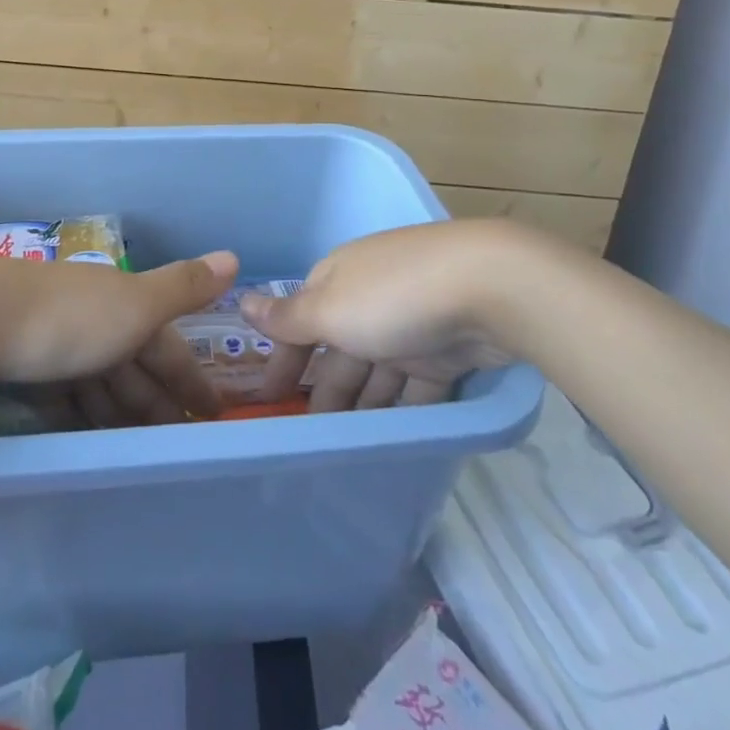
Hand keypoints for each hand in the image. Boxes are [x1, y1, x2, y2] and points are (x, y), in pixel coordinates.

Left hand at [0, 250, 238, 424]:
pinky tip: (84, 436)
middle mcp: (93, 315)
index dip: (191, 377)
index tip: (212, 413)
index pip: (167, 345)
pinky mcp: (22, 361)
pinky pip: (64, 393)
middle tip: (179, 444)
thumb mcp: (136, 304)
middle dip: (158, 400)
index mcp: (124, 303)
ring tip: (139, 451)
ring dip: (121, 411)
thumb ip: (184, 287)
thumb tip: (235, 256)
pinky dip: (80, 413)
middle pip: (134, 364)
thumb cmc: (67, 317)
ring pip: (100, 380)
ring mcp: (55, 338)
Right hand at [241, 219, 565, 411]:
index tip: (269, 400)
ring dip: (361, 405)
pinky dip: (402, 410)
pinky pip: (415, 386)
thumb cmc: (392, 296)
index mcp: (337, 279)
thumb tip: (242, 300)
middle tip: (307, 440)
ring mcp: (409, 322)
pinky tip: (390, 441)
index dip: (284, 360)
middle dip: (323, 391)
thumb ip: (287, 316)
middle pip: (338, 349)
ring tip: (344, 450)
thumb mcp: (330, 309)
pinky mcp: (446, 349)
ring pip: (377, 371)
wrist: (487, 287)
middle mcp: (369, 297)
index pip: (300, 322)